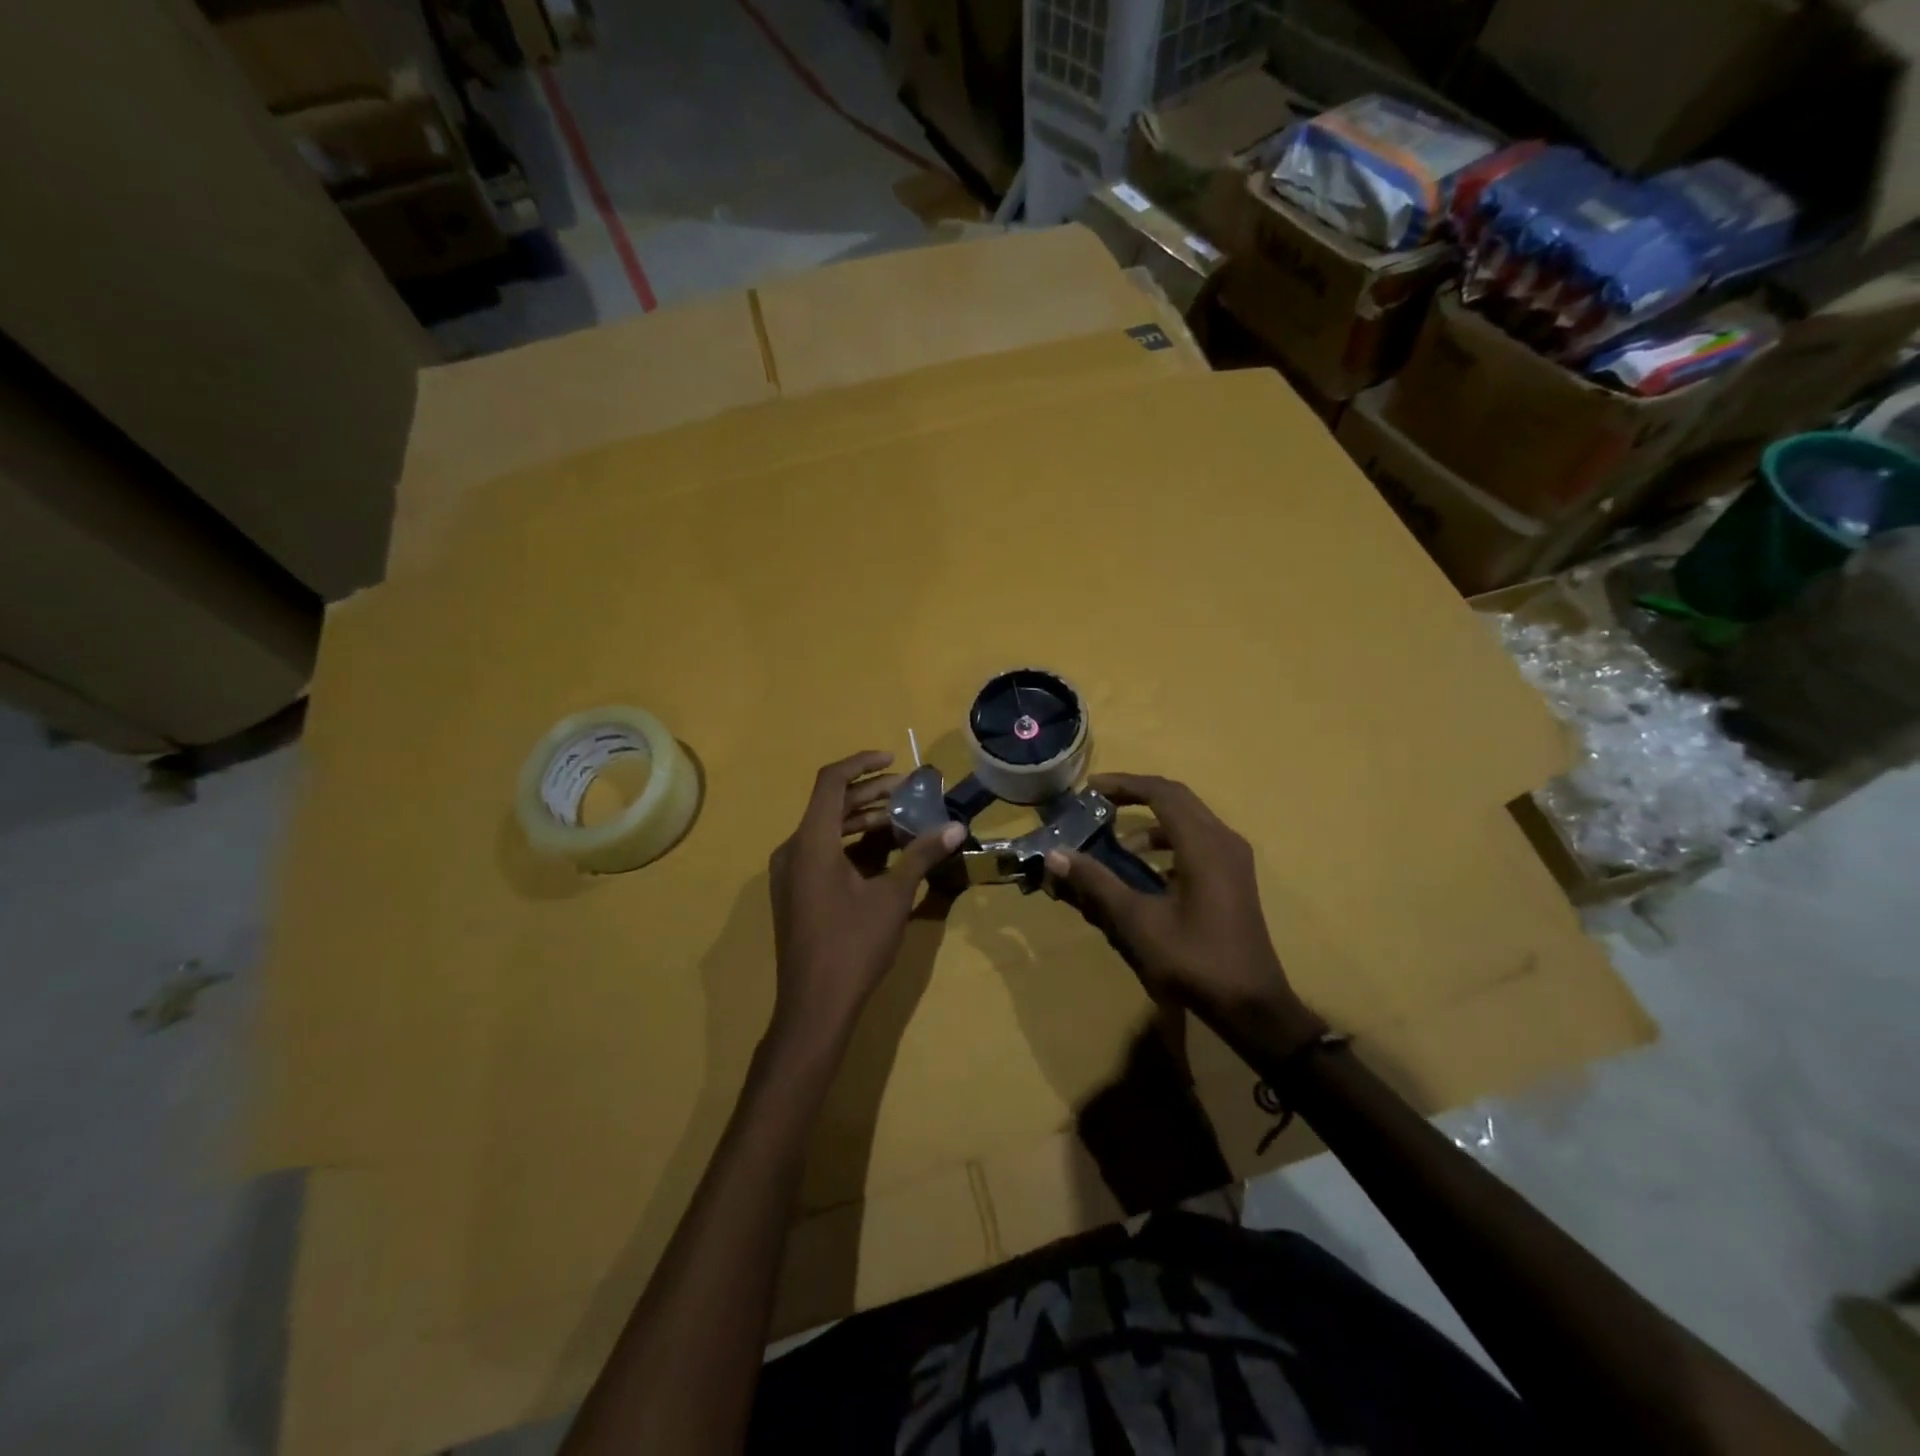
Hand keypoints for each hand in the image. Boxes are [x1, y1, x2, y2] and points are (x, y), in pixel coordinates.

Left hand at [767, 751, 964, 1051]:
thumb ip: (922, 856)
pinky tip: (882, 853)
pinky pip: (820, 852)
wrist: (814, 1006)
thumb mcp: (893, 897)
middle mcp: (792, 850)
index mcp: (811, 842)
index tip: (894, 760)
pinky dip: (850, 844)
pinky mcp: (794, 892)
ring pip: (826, 829)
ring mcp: (789, 873)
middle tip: (908, 792)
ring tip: (902, 820)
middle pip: (830, 804)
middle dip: (870, 794)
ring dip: (862, 820)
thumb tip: (956, 828)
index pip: (831, 781)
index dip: (862, 763)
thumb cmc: (853, 945)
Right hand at [1045, 773, 1322, 1055]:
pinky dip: (1169, 844)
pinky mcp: (1234, 878)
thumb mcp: (1137, 922)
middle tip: (1099, 803)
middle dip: (1136, 796)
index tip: (1090, 789)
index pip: (1161, 793)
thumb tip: (1056, 855)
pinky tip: (1148, 872)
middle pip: (1177, 799)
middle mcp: (1224, 841)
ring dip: (1152, 824)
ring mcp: (1234, 860)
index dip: (1124, 784)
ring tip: (1118, 845)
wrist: (1252, 1005)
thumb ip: (1097, 883)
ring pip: (1189, 821)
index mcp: (1204, 845)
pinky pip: (1198, 842)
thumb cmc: (1194, 960)